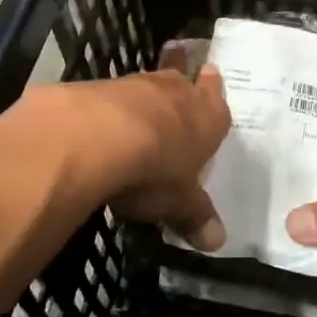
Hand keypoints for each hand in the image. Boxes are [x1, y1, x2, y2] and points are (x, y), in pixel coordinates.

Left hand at [23, 66, 231, 250]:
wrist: (99, 136)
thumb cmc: (156, 170)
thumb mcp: (179, 202)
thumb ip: (195, 216)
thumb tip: (217, 242)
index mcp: (208, 118)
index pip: (217, 103)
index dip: (213, 93)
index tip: (210, 74)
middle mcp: (178, 93)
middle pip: (183, 83)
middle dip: (182, 86)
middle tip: (181, 82)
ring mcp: (138, 85)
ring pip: (148, 85)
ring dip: (146, 95)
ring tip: (142, 106)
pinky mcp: (101, 86)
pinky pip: (113, 94)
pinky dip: (112, 105)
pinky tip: (104, 118)